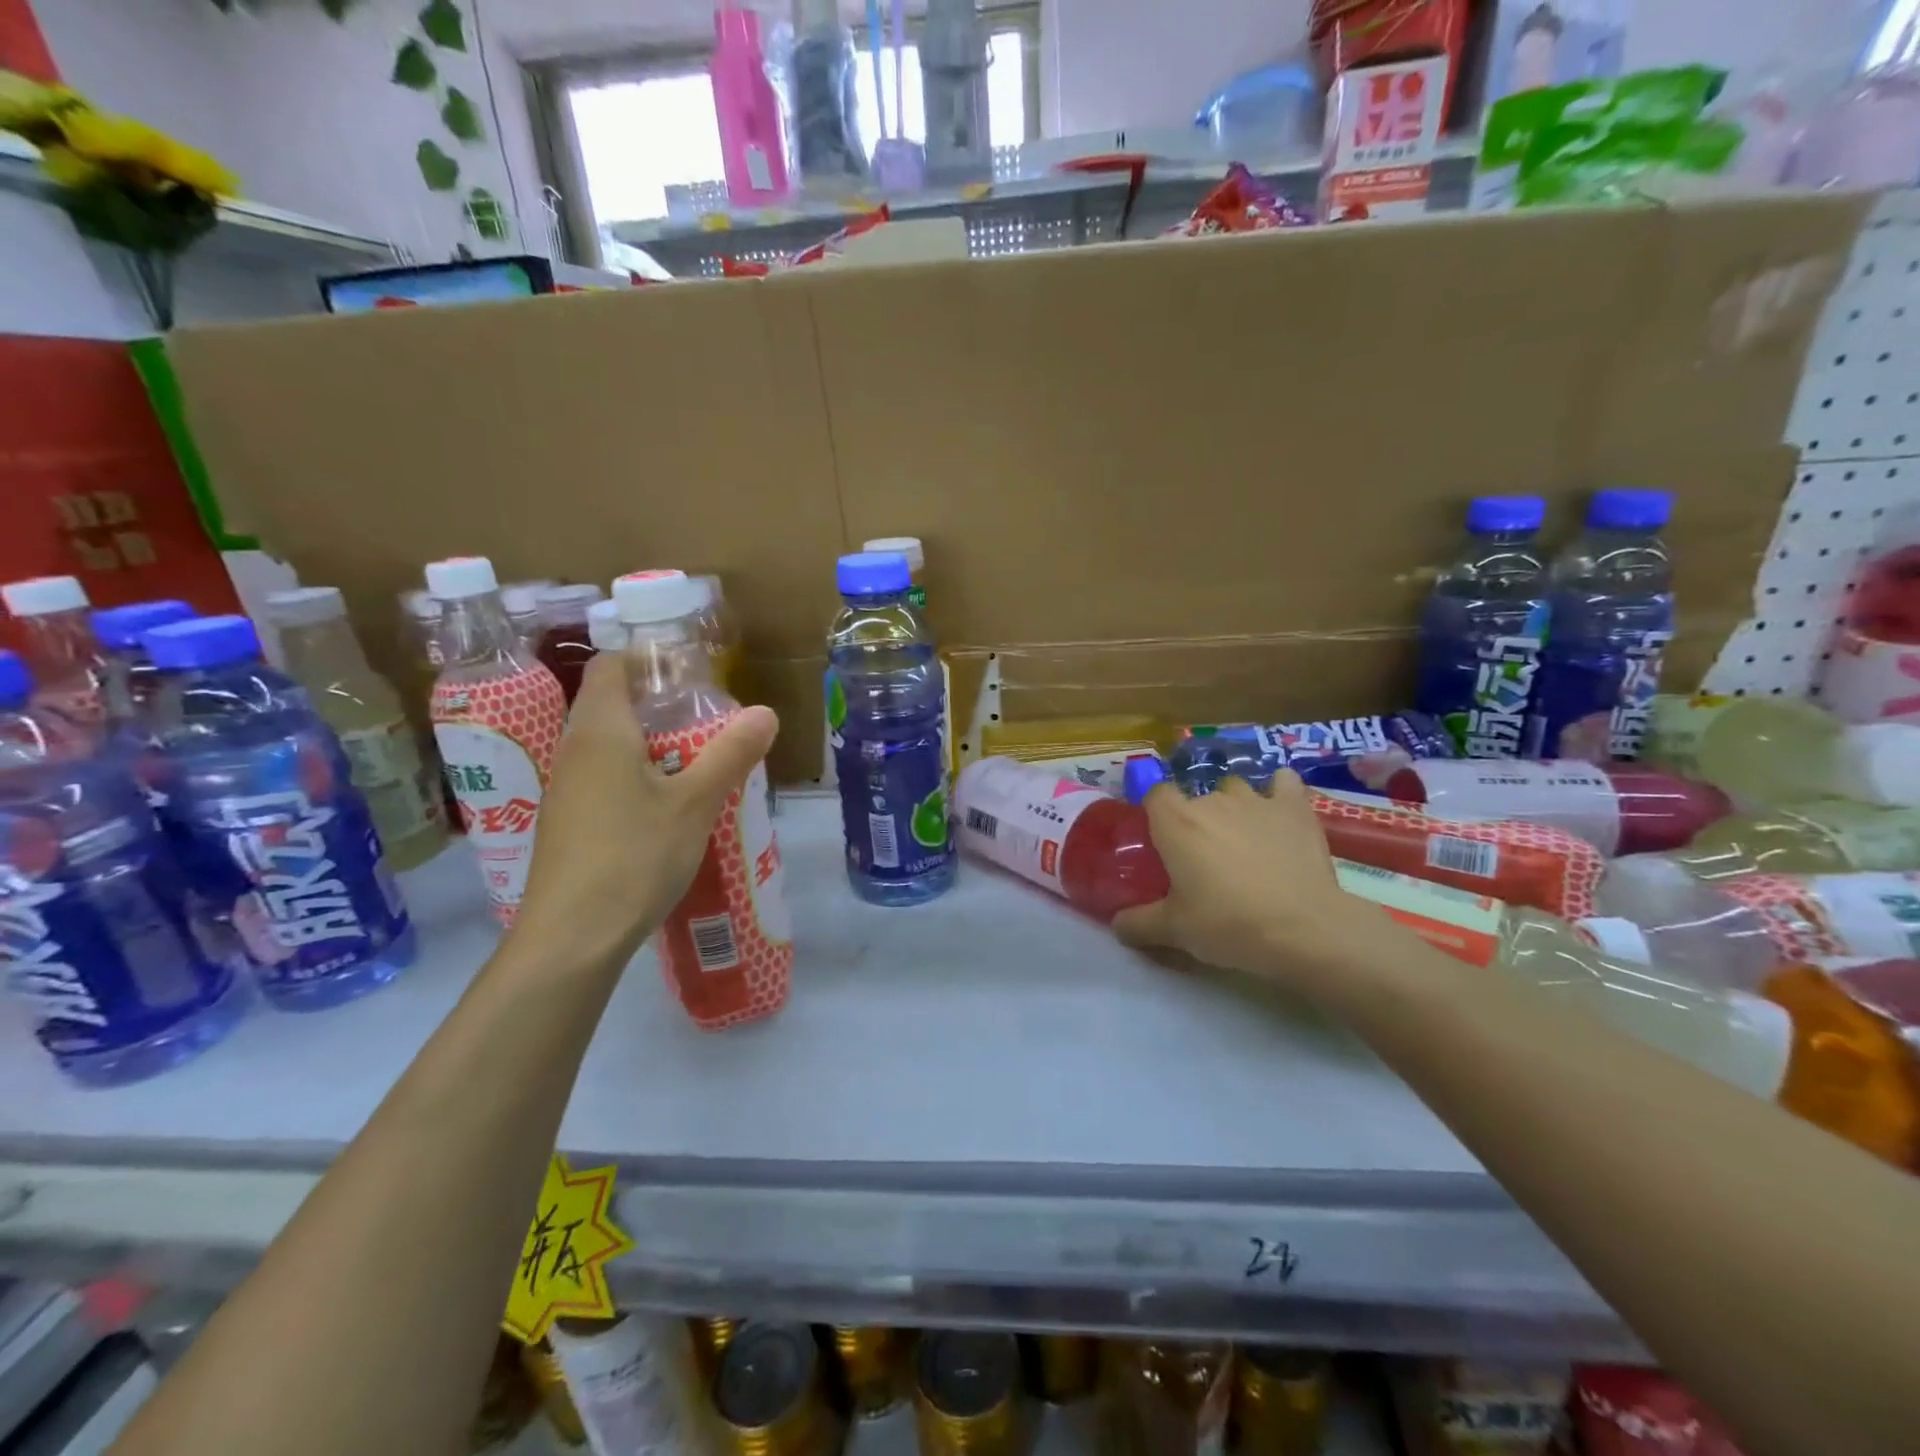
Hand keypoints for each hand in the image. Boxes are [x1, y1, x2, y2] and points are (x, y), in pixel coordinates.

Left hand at [512, 652, 777, 963]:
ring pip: (609, 746)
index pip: (611, 665)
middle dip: (661, 705)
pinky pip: (604, 779)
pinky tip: (669, 808)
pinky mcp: (568, 823)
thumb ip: (730, 753)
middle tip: (710, 720)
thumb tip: (765, 712)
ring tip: (699, 762)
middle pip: (612, 704)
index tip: (692, 672)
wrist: (571, 937)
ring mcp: (566, 789)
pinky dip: (637, 777)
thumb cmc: (633, 856)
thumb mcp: (695, 803)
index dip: (648, 658)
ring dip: (651, 745)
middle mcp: (573, 750)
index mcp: (600, 730)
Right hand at [1112, 773, 1407, 990]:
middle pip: (1196, 797)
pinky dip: (1278, 792)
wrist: (1304, 929)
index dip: (1156, 813)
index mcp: (1175, 821)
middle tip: (1203, 859)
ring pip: (1236, 789)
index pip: (1155, 794)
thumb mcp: (1174, 931)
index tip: (1162, 841)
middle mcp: (1212, 800)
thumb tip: (1116, 925)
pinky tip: (1280, 810)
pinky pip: (1283, 782)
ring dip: (1234, 807)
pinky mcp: (1295, 807)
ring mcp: (1256, 799)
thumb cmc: (1228, 924)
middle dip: (1197, 820)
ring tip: (1243, 839)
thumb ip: (1138, 924)